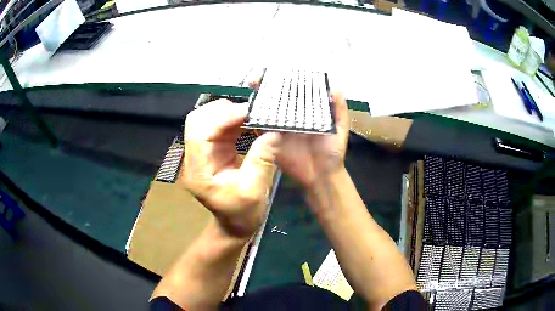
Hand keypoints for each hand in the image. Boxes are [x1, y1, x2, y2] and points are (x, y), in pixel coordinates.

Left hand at [181, 99, 279, 238]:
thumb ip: (262, 160)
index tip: (249, 112)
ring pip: (207, 119)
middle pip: (197, 120)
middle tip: (250, 112)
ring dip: (228, 113)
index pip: (201, 133)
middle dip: (223, 111)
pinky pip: (218, 126)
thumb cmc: (242, 214)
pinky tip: (249, 121)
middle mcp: (194, 158)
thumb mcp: (255, 191)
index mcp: (199, 171)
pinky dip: (233, 120)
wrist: (235, 224)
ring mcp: (202, 152)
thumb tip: (274, 132)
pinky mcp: (212, 150)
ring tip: (251, 115)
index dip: (223, 118)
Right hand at [249, 81, 348, 189]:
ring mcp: (278, 128)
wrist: (322, 175)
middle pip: (275, 98)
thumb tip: (335, 87)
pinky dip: (253, 121)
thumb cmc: (332, 150)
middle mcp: (290, 117)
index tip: (276, 73)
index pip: (293, 91)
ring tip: (252, 93)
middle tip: (256, 80)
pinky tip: (248, 113)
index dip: (284, 81)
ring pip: (264, 111)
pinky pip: (259, 130)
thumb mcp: (340, 127)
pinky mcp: (270, 141)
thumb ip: (338, 108)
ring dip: (256, 101)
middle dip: (264, 87)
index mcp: (305, 111)